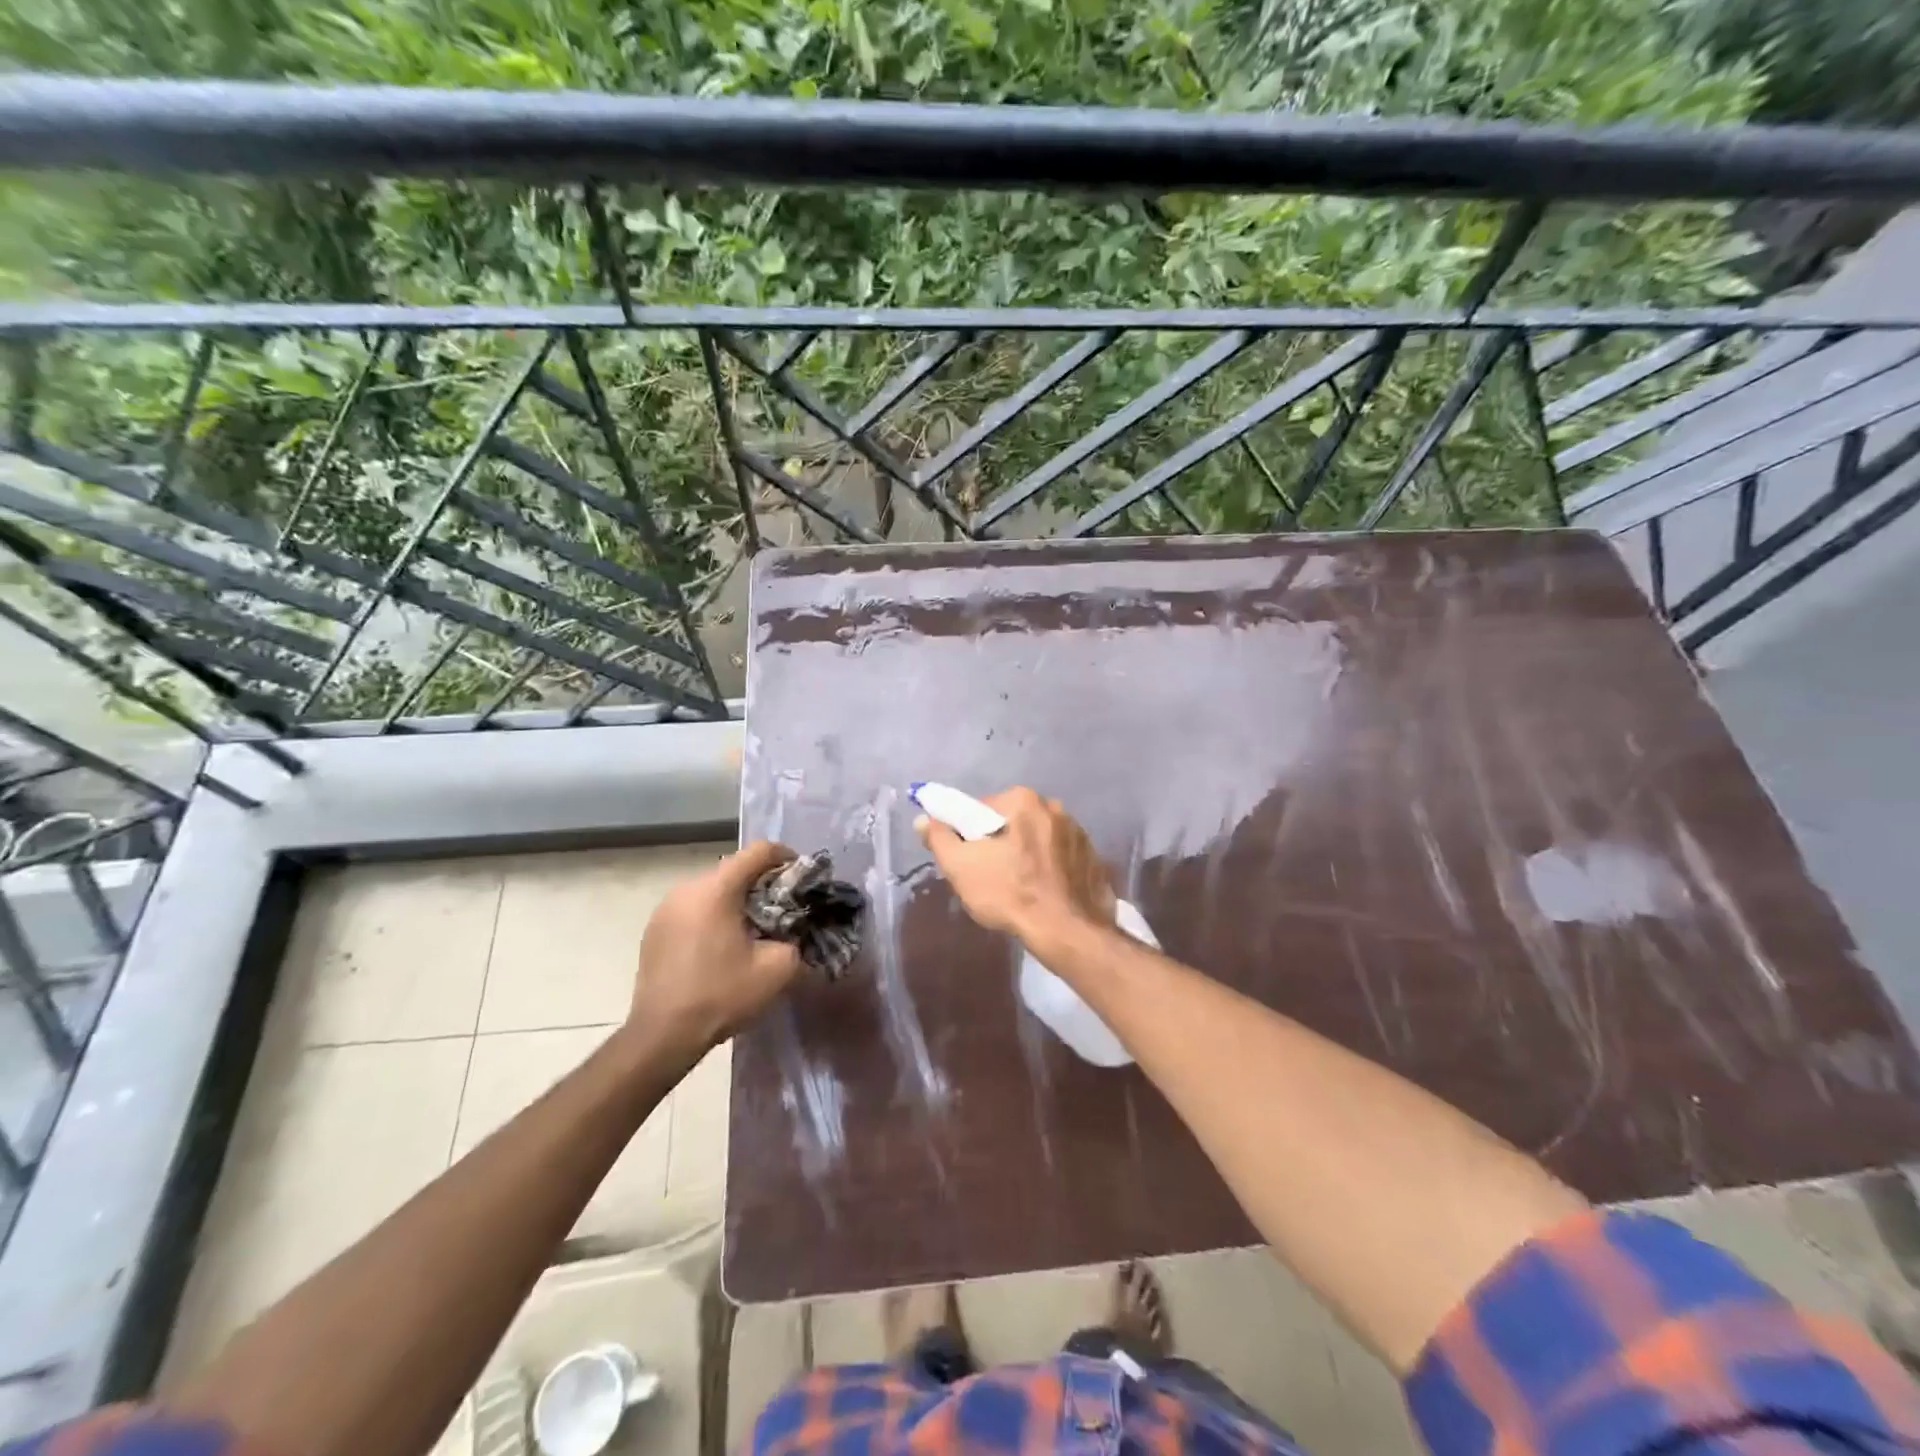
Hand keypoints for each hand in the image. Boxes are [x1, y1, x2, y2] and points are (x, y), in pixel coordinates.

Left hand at [630, 840, 804, 1056]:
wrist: (661, 1036)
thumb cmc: (721, 995)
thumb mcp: (777, 970)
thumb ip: (796, 940)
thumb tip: (795, 932)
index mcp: (716, 890)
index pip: (758, 851)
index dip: (786, 857)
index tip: (802, 877)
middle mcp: (687, 889)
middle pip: (734, 869)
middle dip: (762, 883)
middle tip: (783, 908)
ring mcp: (665, 908)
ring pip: (712, 890)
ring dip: (736, 901)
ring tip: (753, 929)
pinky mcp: (654, 929)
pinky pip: (693, 909)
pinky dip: (713, 916)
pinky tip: (722, 946)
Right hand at [915, 787, 1114, 941]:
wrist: (1067, 932)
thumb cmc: (1010, 893)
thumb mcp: (961, 867)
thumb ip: (939, 838)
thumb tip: (924, 819)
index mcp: (1024, 800)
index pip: (982, 809)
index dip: (969, 834)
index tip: (969, 859)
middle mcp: (1055, 807)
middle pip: (1012, 822)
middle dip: (1000, 844)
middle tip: (990, 876)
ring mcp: (1080, 833)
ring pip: (1038, 840)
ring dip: (1026, 856)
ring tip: (1019, 889)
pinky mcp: (1094, 859)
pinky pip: (1061, 858)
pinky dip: (1050, 870)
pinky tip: (1044, 895)